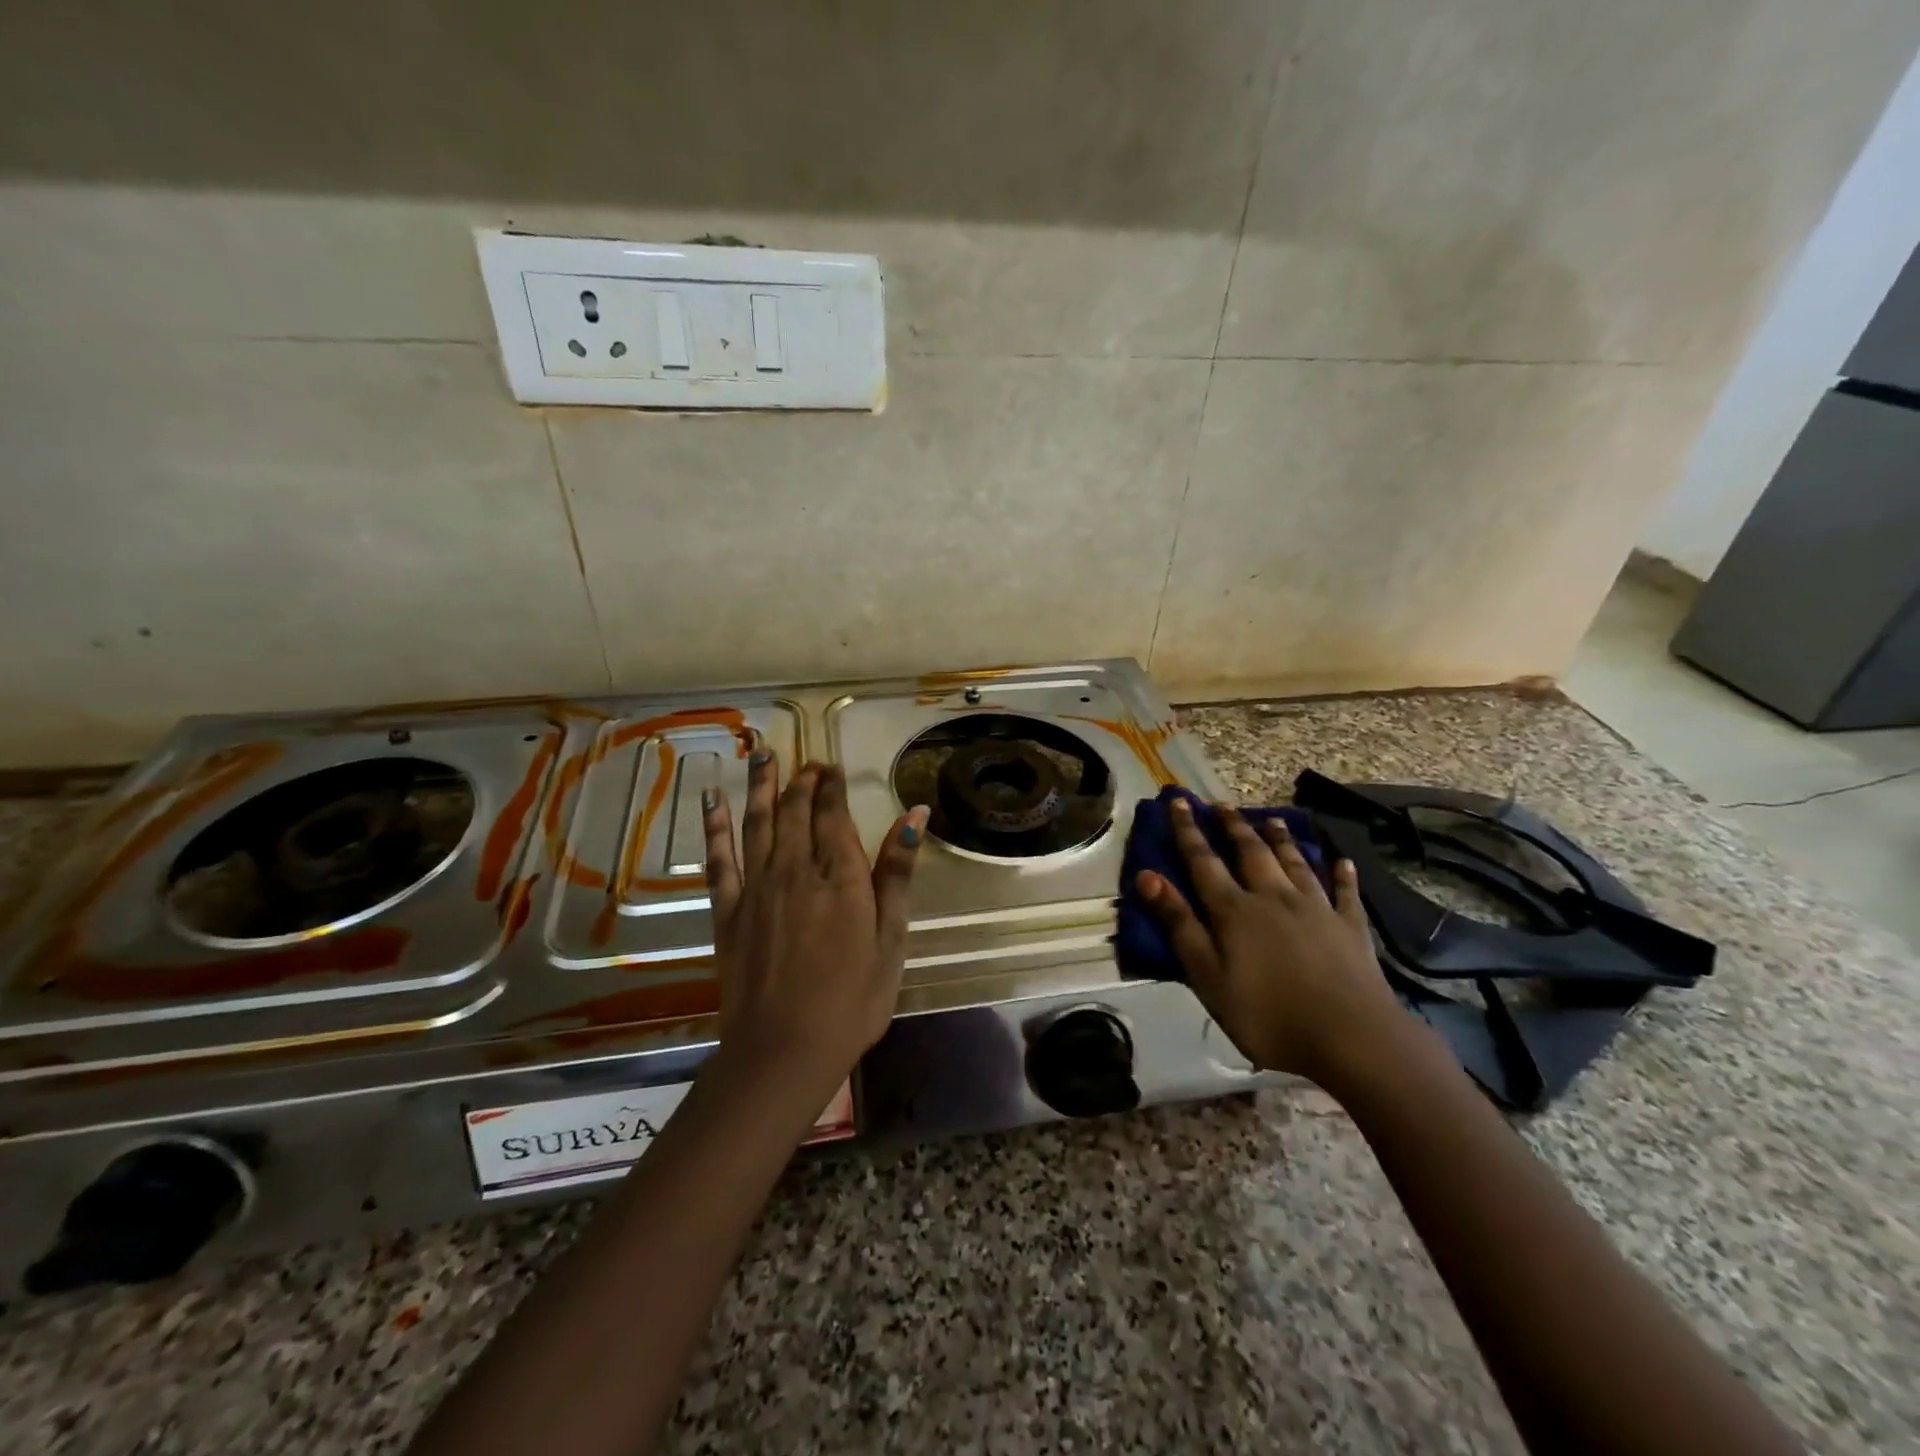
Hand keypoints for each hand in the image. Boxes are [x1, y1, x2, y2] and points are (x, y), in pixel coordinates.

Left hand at [702, 754, 929, 1092]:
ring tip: (762, 754)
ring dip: (760, 786)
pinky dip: (714, 826)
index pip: (834, 815)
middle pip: (796, 811)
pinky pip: (718, 858)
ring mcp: (756, 888)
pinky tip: (711, 800)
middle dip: (802, 781)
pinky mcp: (727, 910)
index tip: (832, 767)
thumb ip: (898, 873)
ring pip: (757, 822)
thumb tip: (916, 814)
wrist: (783, 1050)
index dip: (832, 787)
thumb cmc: (852, 1000)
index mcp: (840, 876)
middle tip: (806, 762)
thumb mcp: (891, 939)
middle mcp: (795, 869)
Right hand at [1136, 798, 1407, 1088]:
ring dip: (1281, 839)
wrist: (1352, 1038)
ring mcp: (1316, 909)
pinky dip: (1342, 875)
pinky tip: (1342, 861)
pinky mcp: (1350, 927)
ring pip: (1295, 862)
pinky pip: (1345, 892)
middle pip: (1251, 852)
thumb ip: (1179, 925)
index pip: (1203, 861)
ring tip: (1271, 818)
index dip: (1187, 830)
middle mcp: (1273, 897)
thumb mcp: (1208, 976)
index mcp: (1234, 910)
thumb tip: (1147, 877)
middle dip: (1233, 826)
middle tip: (1222, 804)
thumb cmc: (1268, 1015)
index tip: (1178, 800)